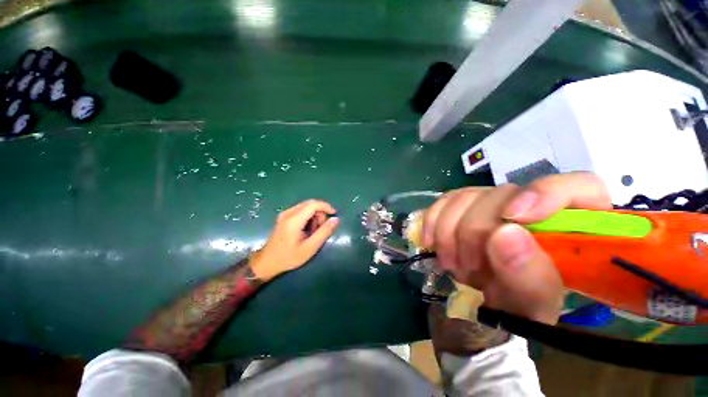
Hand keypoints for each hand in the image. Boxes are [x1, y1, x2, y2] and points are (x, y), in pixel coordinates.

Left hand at [250, 200, 339, 280]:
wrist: (267, 263)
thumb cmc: (289, 257)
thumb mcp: (310, 247)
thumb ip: (324, 232)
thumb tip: (336, 219)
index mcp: (294, 220)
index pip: (313, 204)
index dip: (326, 206)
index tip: (334, 215)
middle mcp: (288, 213)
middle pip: (310, 204)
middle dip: (320, 213)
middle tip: (321, 228)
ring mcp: (285, 214)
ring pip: (306, 207)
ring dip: (314, 215)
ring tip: (313, 231)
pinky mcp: (284, 217)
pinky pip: (300, 211)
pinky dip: (308, 217)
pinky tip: (307, 229)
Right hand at [422, 172, 611, 323]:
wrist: (480, 302)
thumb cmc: (516, 310)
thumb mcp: (530, 307)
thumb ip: (529, 277)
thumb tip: (505, 234)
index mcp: (570, 229)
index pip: (578, 187)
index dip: (546, 193)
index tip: (513, 217)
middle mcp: (530, 206)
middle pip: (502, 194)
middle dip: (475, 230)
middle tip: (468, 267)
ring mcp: (492, 203)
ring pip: (466, 195)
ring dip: (449, 230)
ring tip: (451, 263)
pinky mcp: (463, 206)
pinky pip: (444, 201)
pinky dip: (433, 221)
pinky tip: (431, 242)